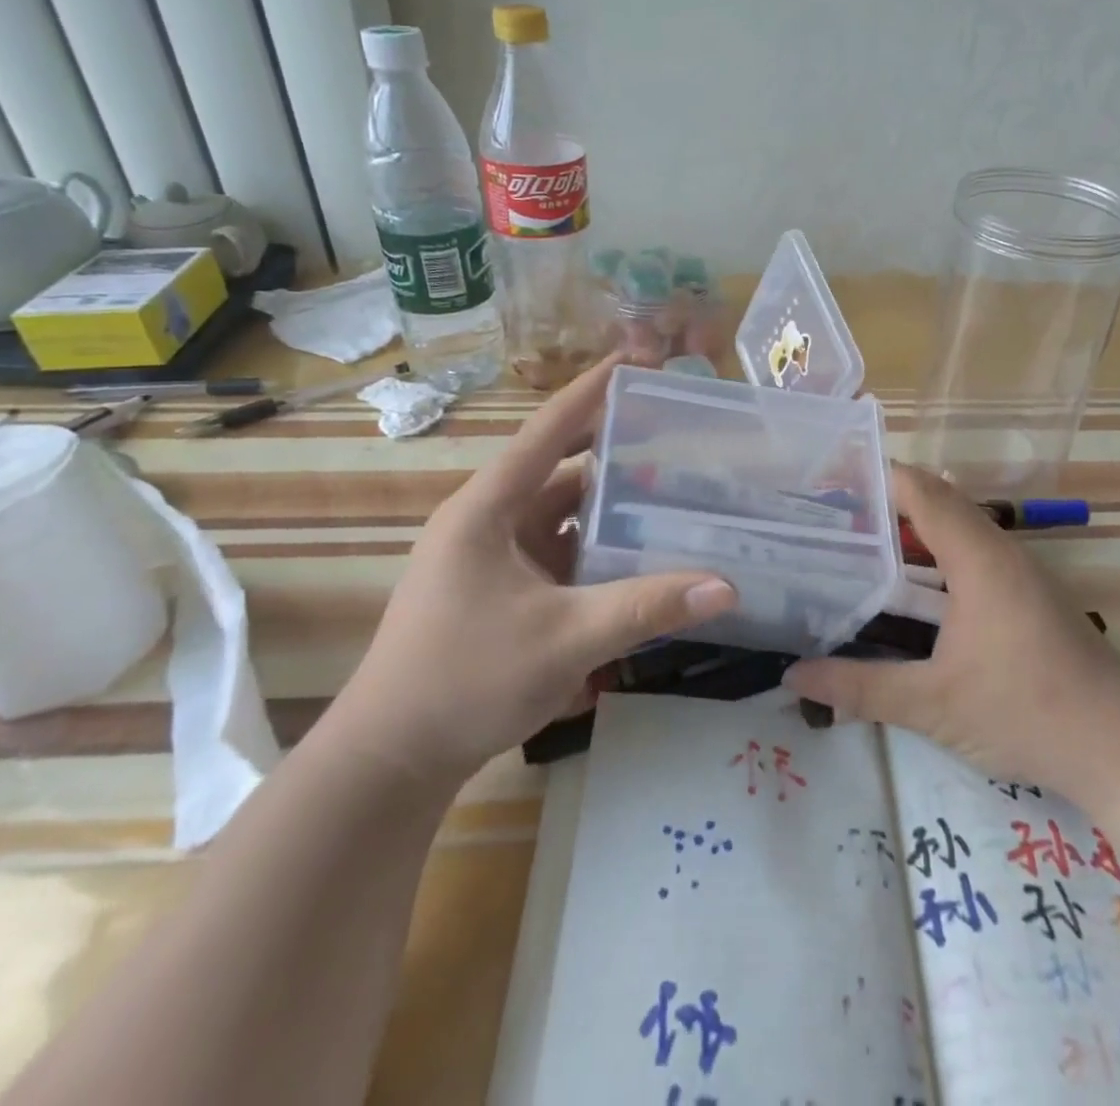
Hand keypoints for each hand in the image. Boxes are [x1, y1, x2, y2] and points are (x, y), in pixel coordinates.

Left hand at [328, 356, 736, 788]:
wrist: (391, 759)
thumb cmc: (465, 680)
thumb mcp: (566, 639)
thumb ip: (647, 607)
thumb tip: (728, 585)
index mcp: (488, 509)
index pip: (549, 430)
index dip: (593, 391)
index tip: (636, 359)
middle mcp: (489, 521)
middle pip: (562, 470)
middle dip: (617, 453)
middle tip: (678, 438)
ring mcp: (493, 557)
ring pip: (563, 515)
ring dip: (610, 507)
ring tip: (673, 494)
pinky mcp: (501, 589)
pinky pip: (558, 552)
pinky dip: (596, 549)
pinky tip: (638, 555)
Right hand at [785, 464, 1119, 799]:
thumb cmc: (1025, 713)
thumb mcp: (932, 705)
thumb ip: (859, 687)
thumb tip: (793, 677)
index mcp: (977, 558)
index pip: (921, 490)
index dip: (876, 476)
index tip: (829, 480)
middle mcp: (1000, 551)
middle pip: (937, 501)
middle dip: (885, 501)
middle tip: (832, 513)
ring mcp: (1020, 571)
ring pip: (958, 527)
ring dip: (912, 528)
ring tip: (860, 542)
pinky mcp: (1029, 594)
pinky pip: (973, 552)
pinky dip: (935, 554)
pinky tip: (909, 587)